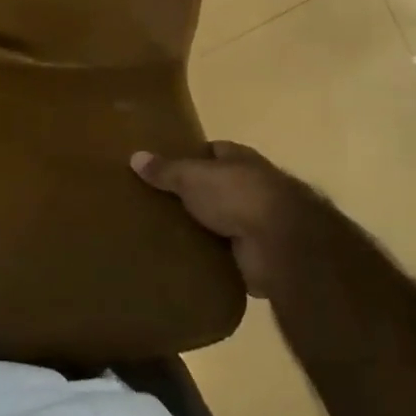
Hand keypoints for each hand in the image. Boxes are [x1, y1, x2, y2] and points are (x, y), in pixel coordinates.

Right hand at [131, 141, 314, 298]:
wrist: (280, 243)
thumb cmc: (237, 195)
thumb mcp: (193, 177)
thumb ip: (166, 169)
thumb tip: (135, 156)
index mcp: (241, 160)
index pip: (215, 151)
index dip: (193, 156)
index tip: (166, 166)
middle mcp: (253, 187)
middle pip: (218, 187)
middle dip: (196, 195)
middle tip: (159, 204)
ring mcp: (258, 223)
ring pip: (224, 222)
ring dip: (206, 229)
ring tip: (165, 235)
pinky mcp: (257, 256)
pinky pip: (227, 256)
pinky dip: (213, 260)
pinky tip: (186, 263)